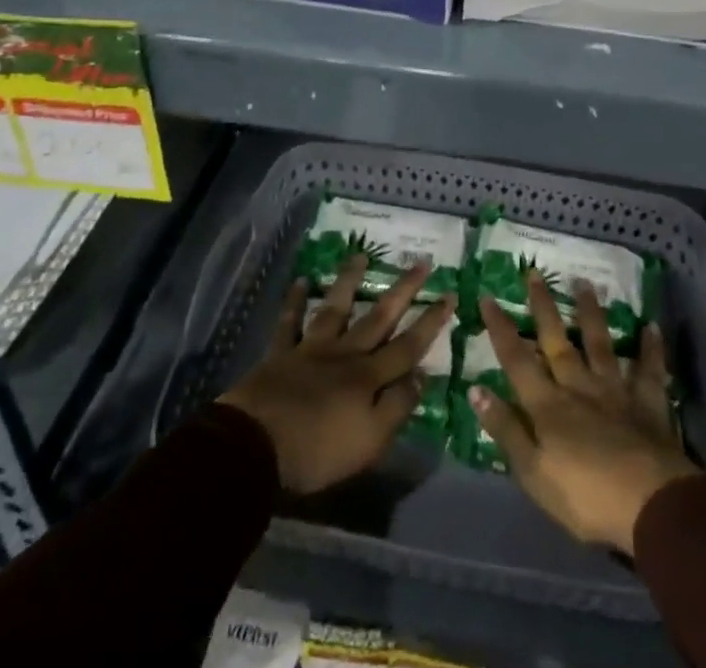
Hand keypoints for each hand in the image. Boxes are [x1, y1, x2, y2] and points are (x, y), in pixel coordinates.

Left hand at [220, 253, 454, 495]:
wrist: (255, 447)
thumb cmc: (318, 451)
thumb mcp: (369, 440)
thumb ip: (397, 407)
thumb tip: (422, 376)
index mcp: (368, 377)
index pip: (408, 346)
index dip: (430, 322)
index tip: (450, 294)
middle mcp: (345, 354)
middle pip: (378, 317)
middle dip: (403, 290)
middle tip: (421, 262)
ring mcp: (311, 350)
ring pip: (336, 308)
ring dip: (349, 281)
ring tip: (360, 254)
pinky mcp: (280, 354)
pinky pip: (289, 322)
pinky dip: (295, 301)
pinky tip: (302, 280)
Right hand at [470, 273, 699, 555]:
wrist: (650, 504)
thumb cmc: (585, 496)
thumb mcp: (533, 472)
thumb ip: (506, 429)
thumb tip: (476, 389)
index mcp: (547, 405)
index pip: (517, 360)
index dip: (501, 328)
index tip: (487, 297)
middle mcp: (578, 386)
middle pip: (557, 341)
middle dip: (543, 306)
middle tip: (534, 272)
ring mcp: (615, 391)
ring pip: (599, 344)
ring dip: (591, 313)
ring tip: (584, 283)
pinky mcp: (647, 404)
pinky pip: (649, 371)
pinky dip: (651, 349)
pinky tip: (652, 327)